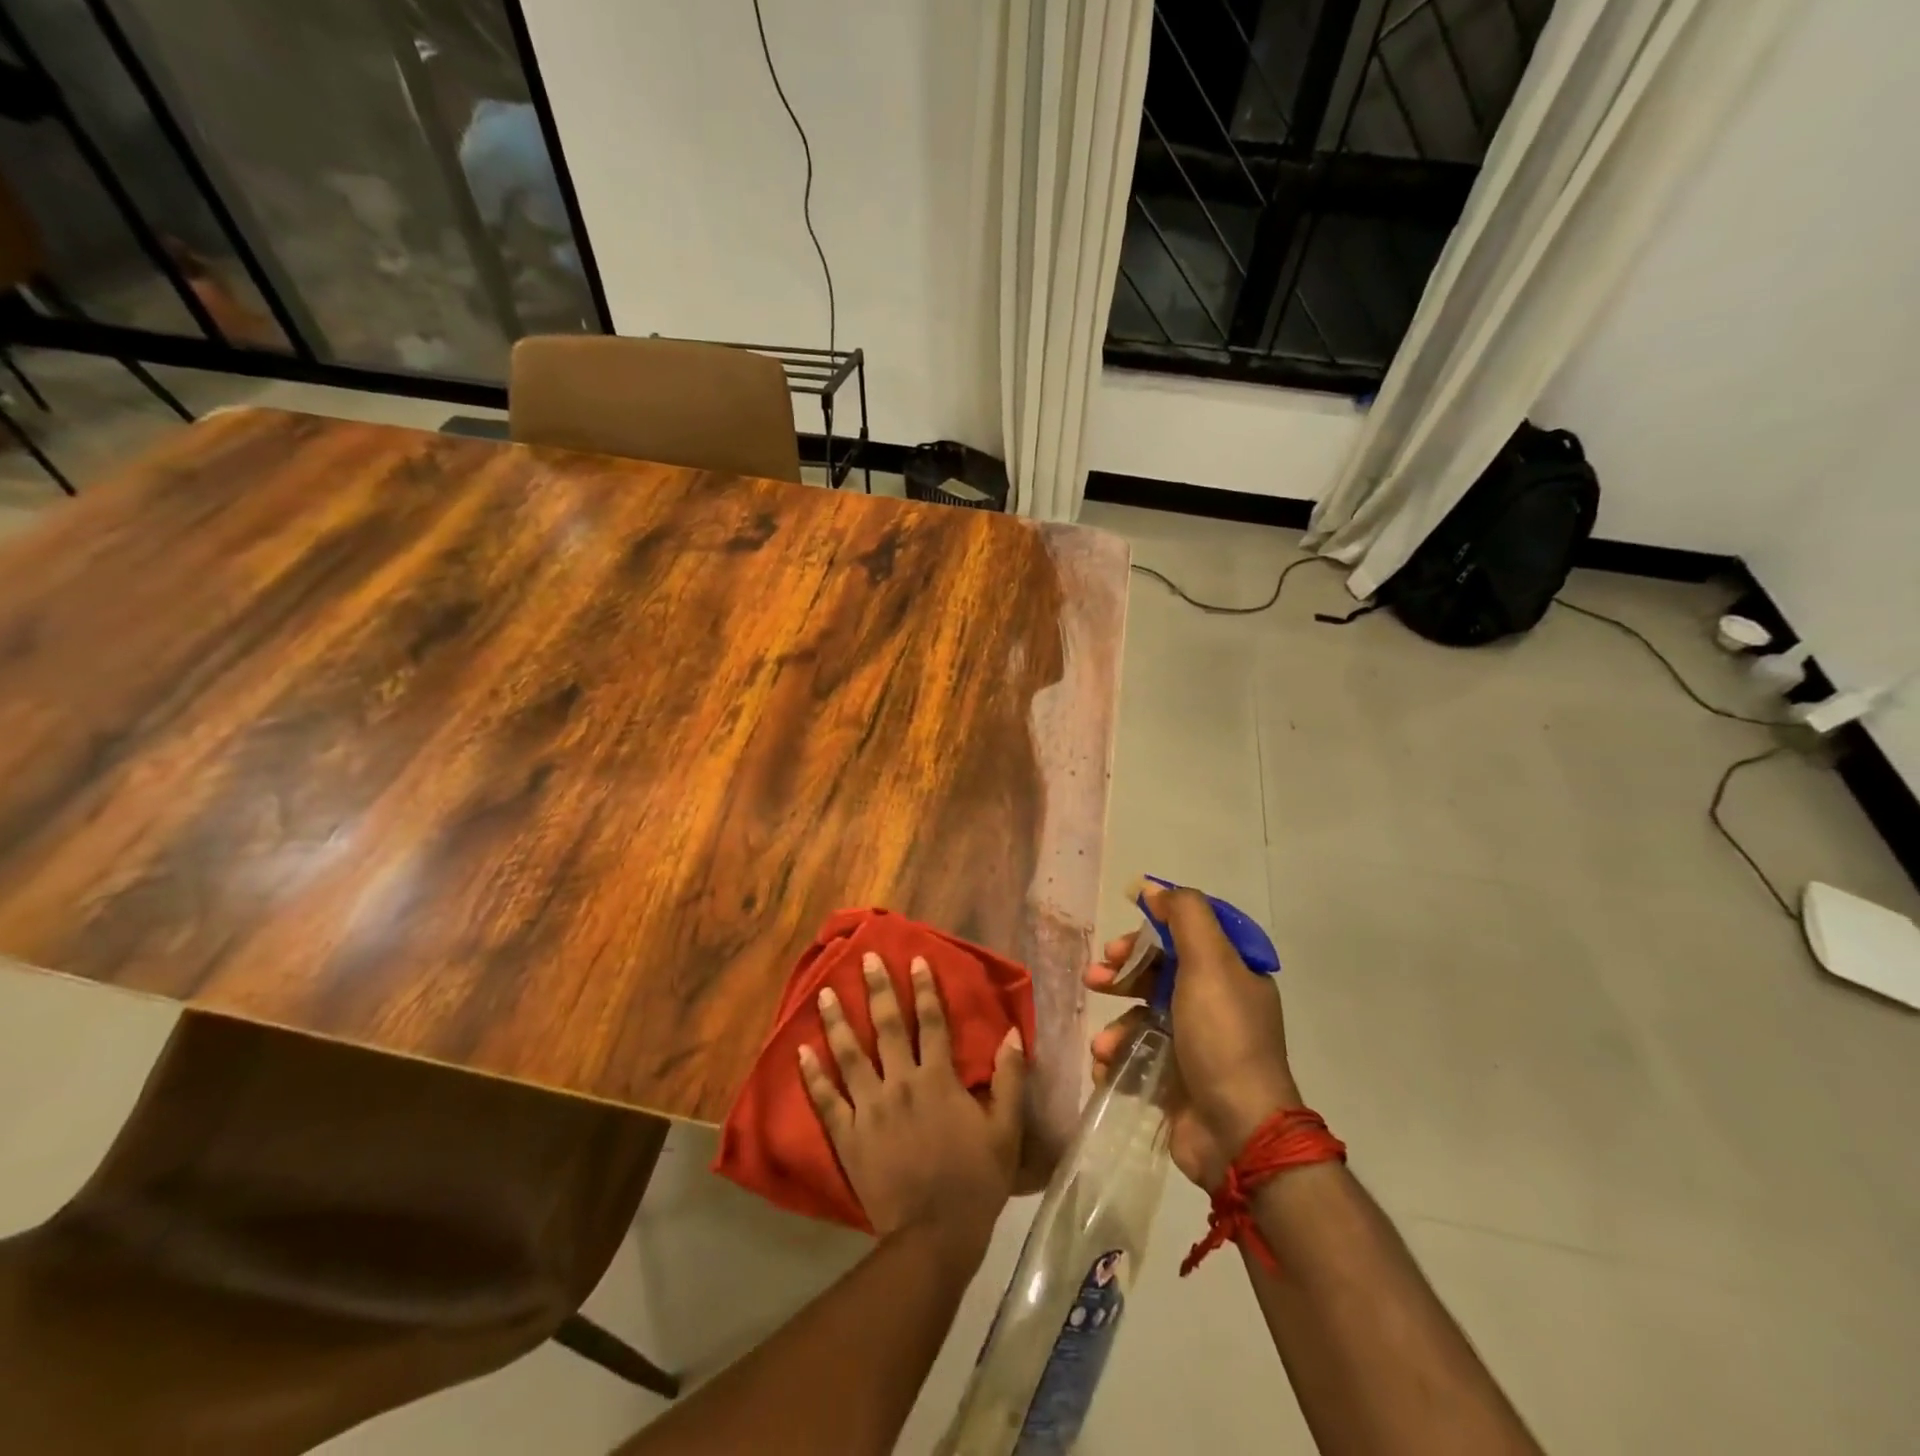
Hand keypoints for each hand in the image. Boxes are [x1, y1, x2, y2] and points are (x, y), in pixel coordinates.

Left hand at [800, 952, 1026, 1248]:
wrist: (933, 1236)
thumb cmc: (975, 1181)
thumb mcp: (1005, 1130)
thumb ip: (1009, 1078)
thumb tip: (1011, 1032)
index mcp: (939, 1079)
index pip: (933, 1022)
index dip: (925, 988)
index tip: (915, 960)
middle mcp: (901, 1083)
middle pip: (888, 1027)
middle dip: (877, 989)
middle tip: (866, 959)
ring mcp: (869, 1108)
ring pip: (850, 1055)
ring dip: (837, 1021)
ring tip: (824, 991)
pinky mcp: (847, 1136)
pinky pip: (826, 1100)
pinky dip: (812, 1075)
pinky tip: (800, 1052)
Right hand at [1087, 882, 1298, 1189]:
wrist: (1238, 1132)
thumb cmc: (1222, 1037)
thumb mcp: (1209, 962)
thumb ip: (1185, 915)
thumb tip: (1155, 889)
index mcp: (1232, 974)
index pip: (1185, 937)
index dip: (1149, 932)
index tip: (1120, 941)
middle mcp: (1216, 1005)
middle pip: (1159, 974)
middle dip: (1122, 974)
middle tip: (1095, 978)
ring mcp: (1197, 1046)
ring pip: (1143, 1016)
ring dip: (1116, 1024)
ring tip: (1104, 1044)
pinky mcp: (1178, 1082)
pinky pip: (1138, 1056)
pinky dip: (1118, 1058)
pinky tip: (1107, 1065)